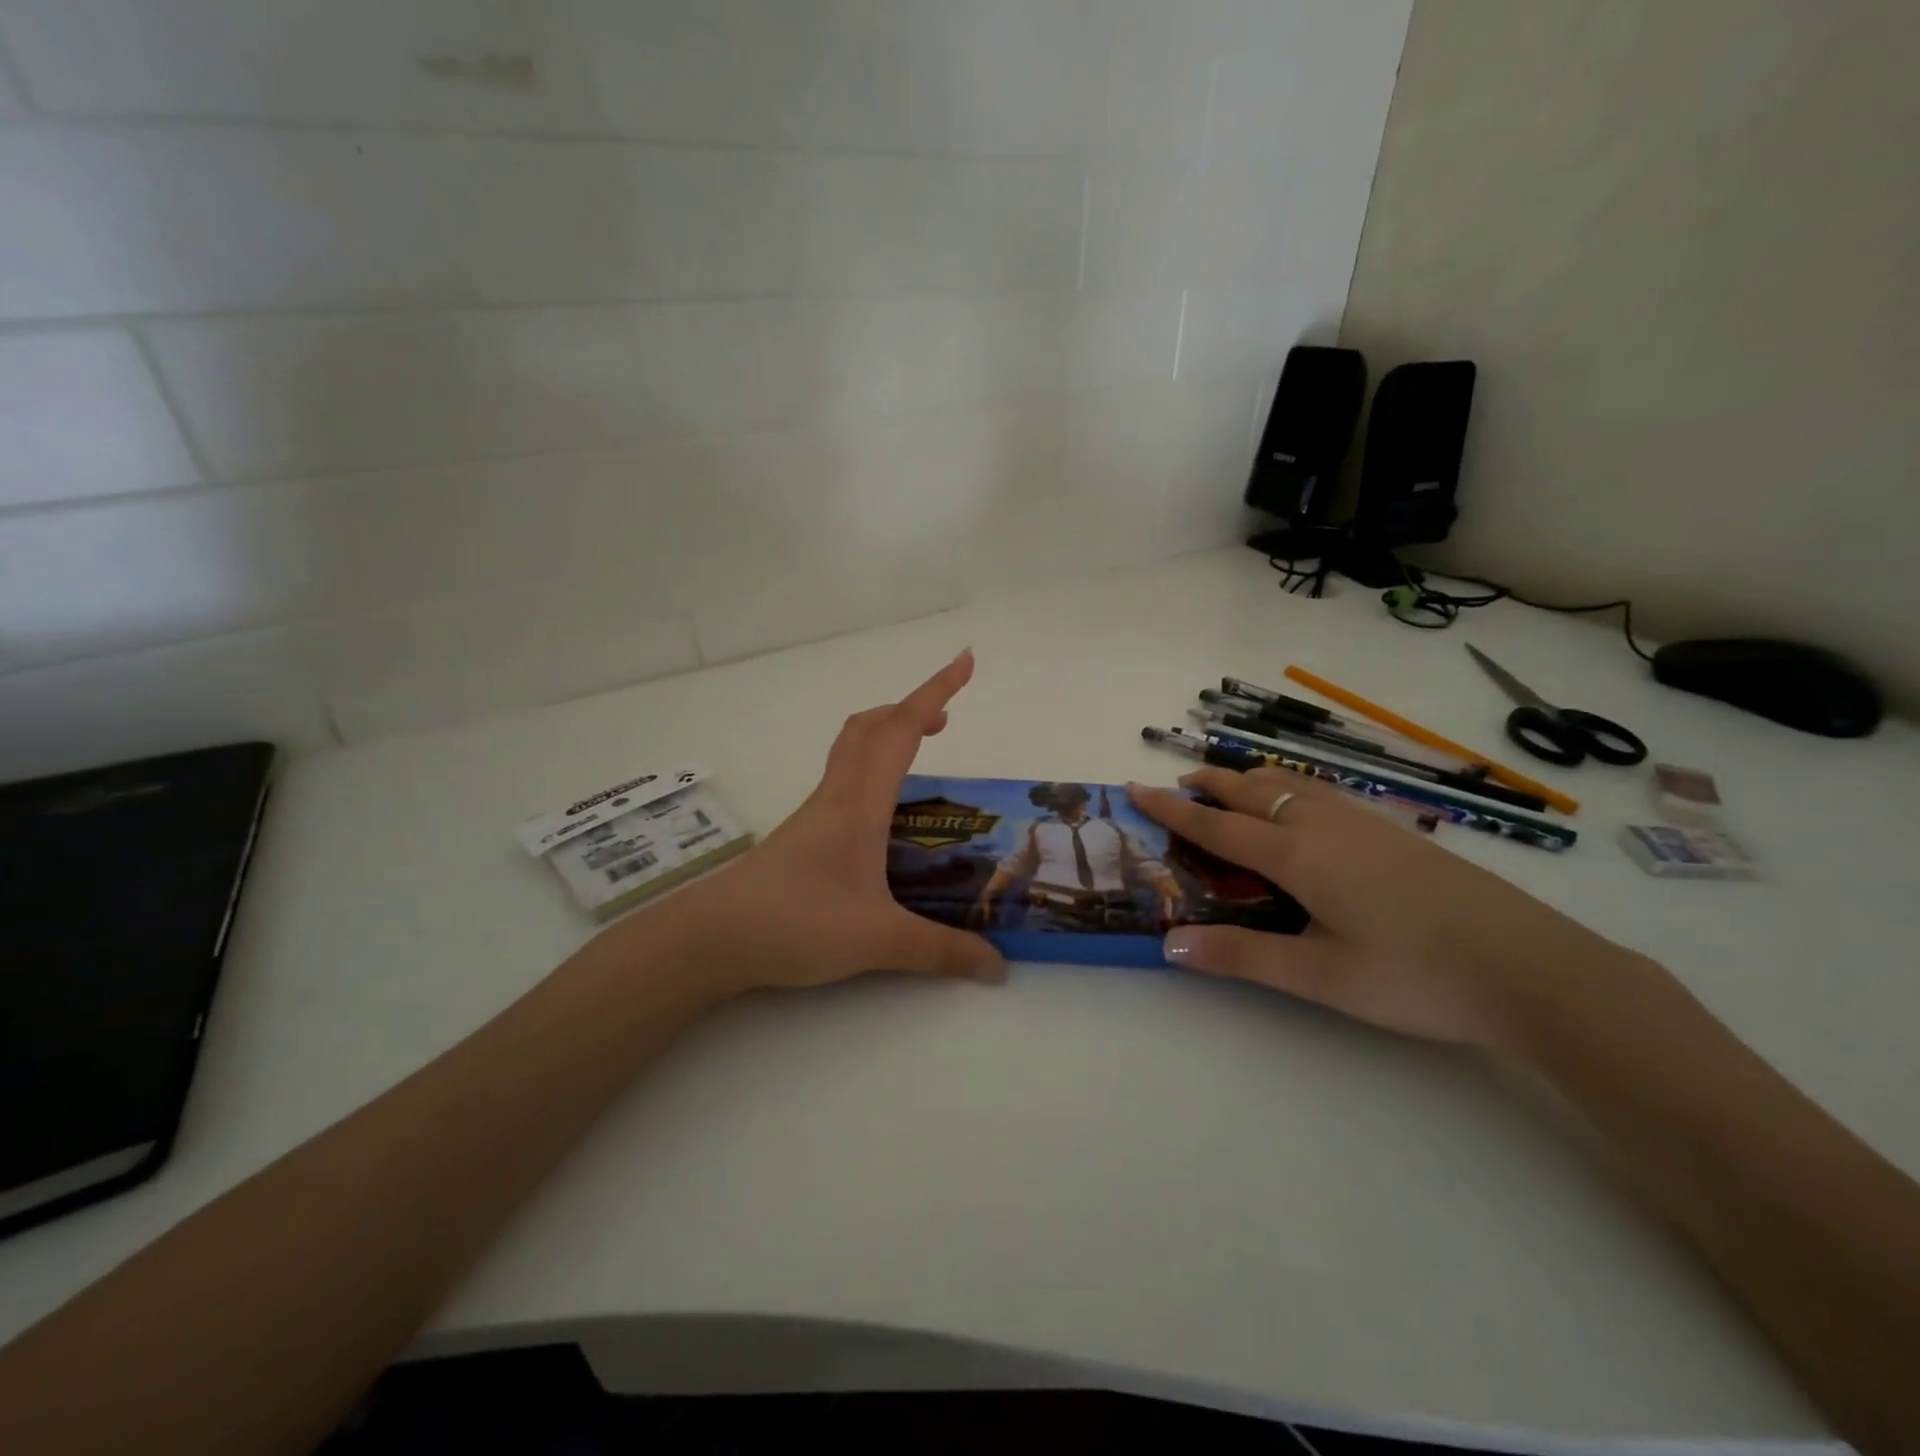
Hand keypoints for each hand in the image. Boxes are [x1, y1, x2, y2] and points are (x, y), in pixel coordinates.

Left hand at [642, 650, 1004, 996]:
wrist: (713, 937)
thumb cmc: (795, 923)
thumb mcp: (878, 940)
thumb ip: (940, 951)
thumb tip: (996, 965)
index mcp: (860, 803)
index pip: (902, 730)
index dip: (935, 690)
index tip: (965, 661)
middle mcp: (837, 796)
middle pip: (870, 726)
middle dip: (910, 709)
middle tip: (946, 718)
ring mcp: (815, 813)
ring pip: (852, 749)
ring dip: (887, 734)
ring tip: (921, 753)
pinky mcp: (803, 834)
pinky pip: (843, 779)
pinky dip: (871, 768)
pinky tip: (883, 812)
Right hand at [1128, 768, 1664, 1057]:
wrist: (1531, 966)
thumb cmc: (1414, 974)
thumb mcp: (1320, 975)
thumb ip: (1242, 956)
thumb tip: (1168, 944)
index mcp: (1297, 855)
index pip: (1217, 826)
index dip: (1172, 809)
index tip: (1135, 788)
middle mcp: (1323, 826)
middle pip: (1253, 791)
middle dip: (1211, 783)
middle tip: (1179, 780)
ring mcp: (1364, 824)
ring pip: (1292, 784)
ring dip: (1252, 779)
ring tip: (1231, 784)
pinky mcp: (1394, 833)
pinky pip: (1323, 792)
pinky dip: (1291, 786)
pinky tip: (1304, 805)